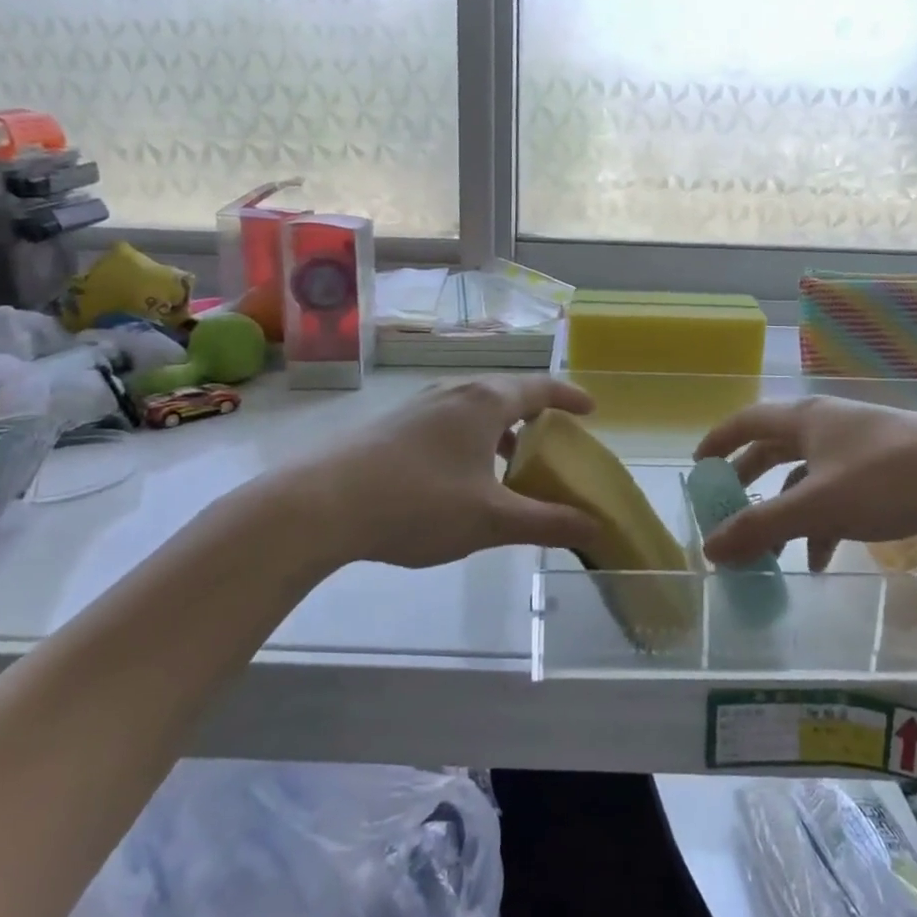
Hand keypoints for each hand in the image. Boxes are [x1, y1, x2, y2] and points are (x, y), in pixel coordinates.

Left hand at [291, 376, 601, 569]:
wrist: (321, 504)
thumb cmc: (419, 502)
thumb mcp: (491, 520)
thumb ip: (546, 522)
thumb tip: (594, 527)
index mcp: (486, 402)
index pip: (541, 388)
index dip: (569, 397)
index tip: (591, 409)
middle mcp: (455, 390)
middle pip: (507, 393)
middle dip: (535, 416)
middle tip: (553, 442)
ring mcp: (419, 404)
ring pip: (474, 407)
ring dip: (500, 430)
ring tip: (509, 465)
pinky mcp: (393, 423)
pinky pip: (448, 419)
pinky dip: (470, 438)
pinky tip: (459, 477)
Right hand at [695, 397, 916, 570]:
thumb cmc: (890, 479)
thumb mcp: (819, 506)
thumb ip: (761, 527)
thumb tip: (708, 547)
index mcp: (804, 419)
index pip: (746, 421)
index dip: (718, 442)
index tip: (697, 467)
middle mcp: (827, 424)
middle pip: (774, 449)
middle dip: (749, 481)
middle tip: (727, 508)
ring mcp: (859, 445)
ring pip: (807, 477)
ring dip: (786, 512)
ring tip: (773, 554)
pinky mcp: (886, 468)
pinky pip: (838, 493)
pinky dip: (822, 522)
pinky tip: (823, 558)